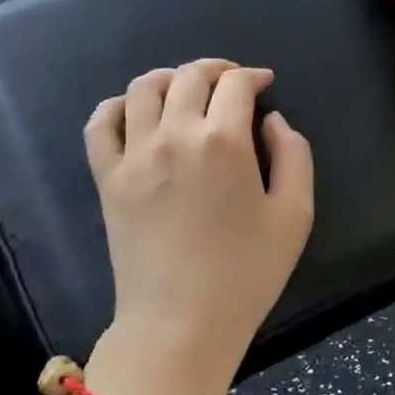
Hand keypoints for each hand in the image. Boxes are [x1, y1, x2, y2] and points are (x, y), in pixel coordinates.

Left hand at [82, 59, 314, 394]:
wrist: (179, 324)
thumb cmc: (245, 275)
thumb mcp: (294, 216)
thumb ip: (293, 155)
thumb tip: (271, 120)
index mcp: (222, 141)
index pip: (235, 84)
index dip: (253, 76)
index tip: (263, 84)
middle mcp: (173, 134)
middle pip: (189, 76)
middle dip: (216, 71)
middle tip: (232, 84)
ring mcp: (133, 155)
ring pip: (143, 88)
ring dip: (170, 79)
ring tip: (186, 92)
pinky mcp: (106, 177)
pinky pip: (100, 124)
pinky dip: (117, 106)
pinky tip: (134, 113)